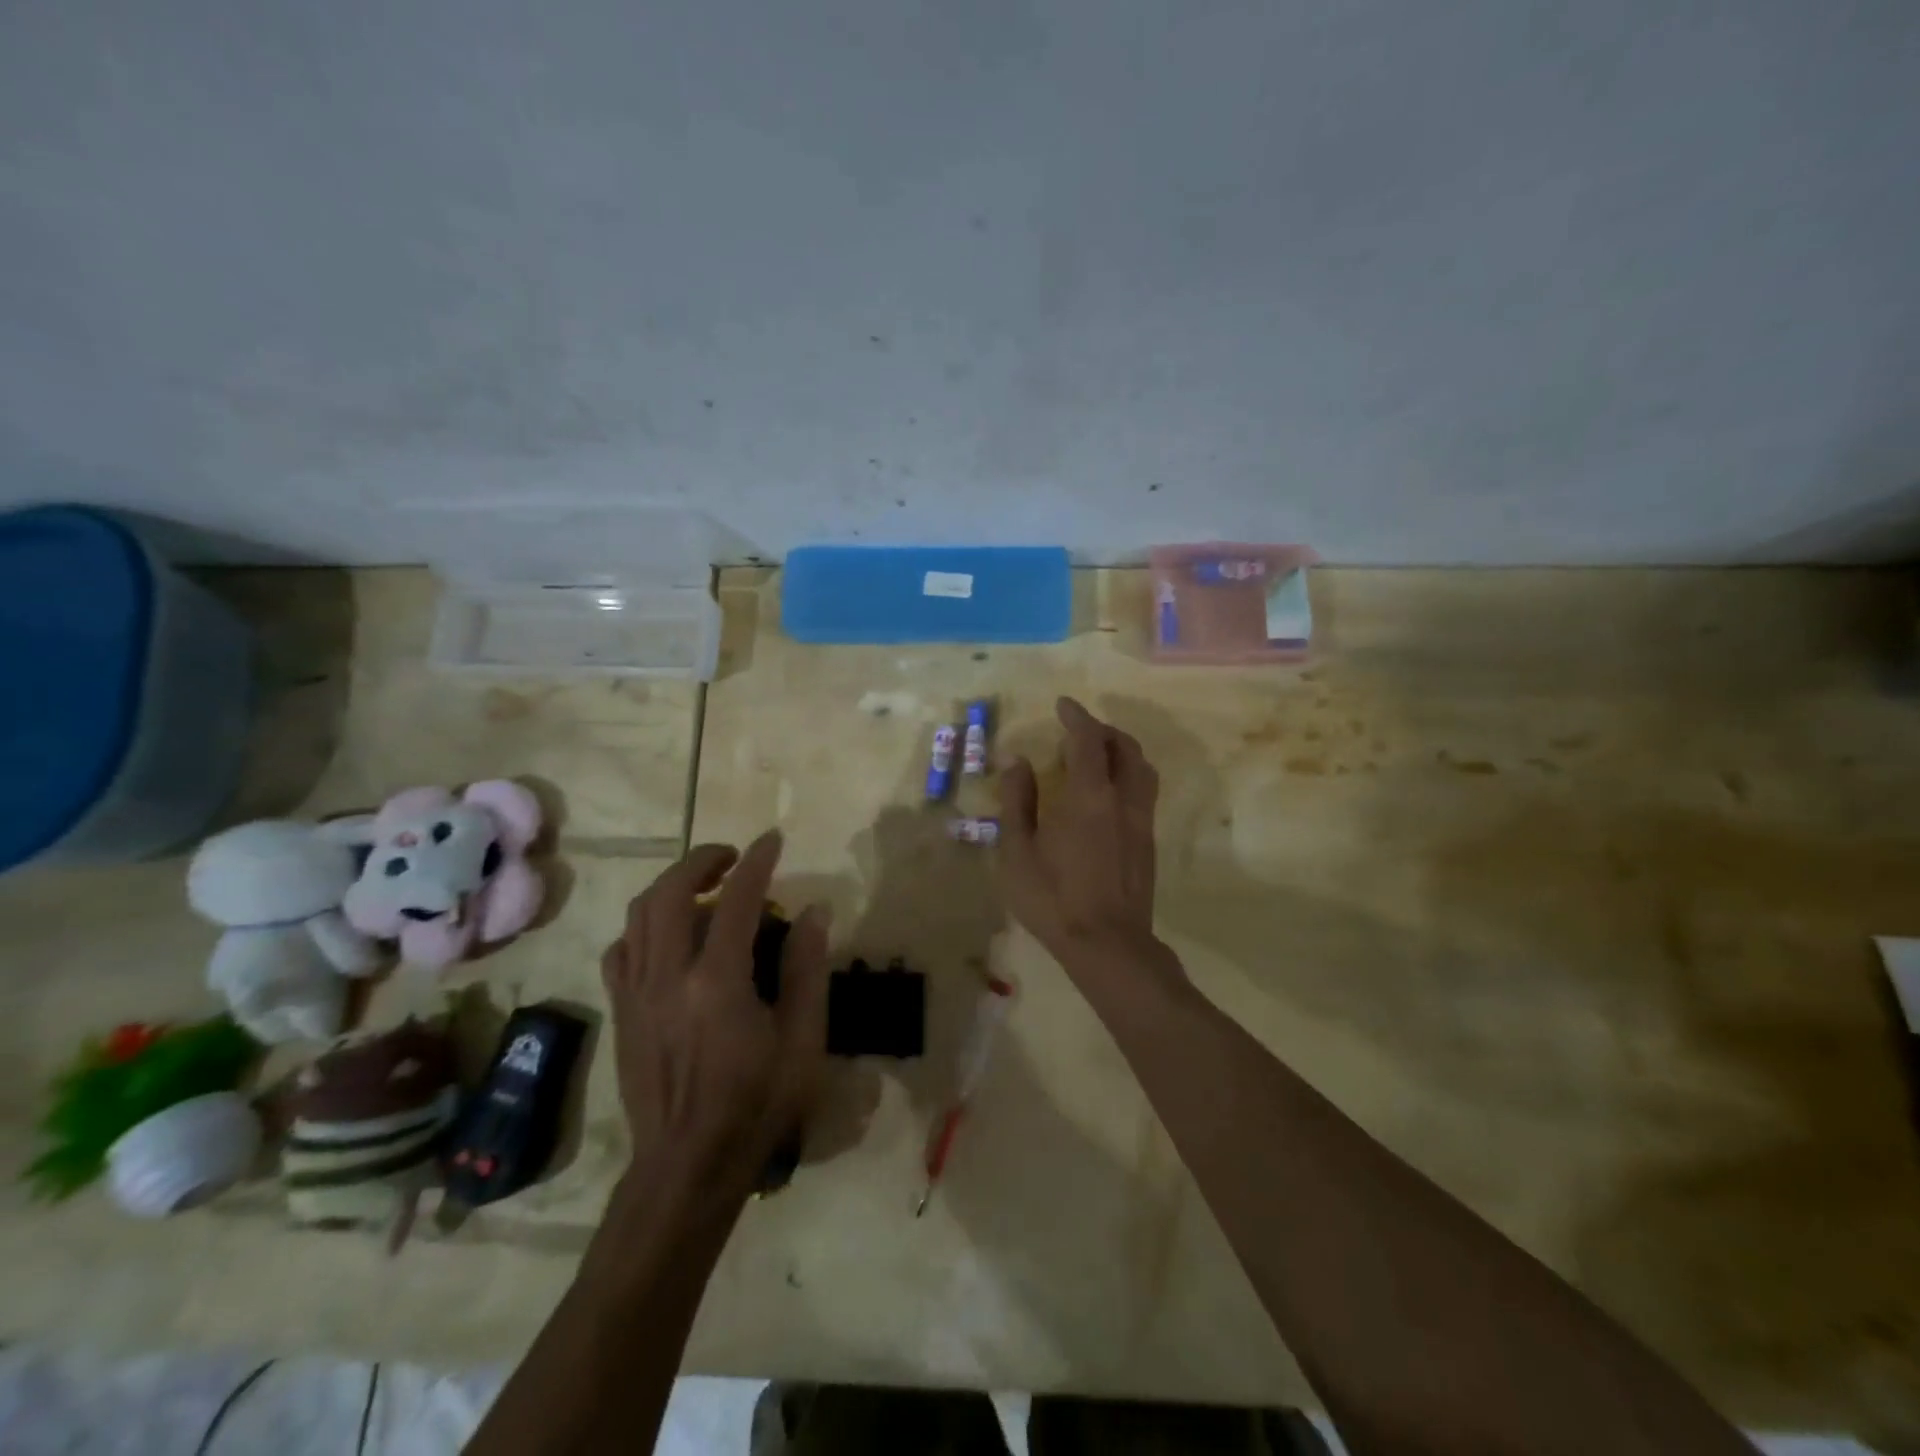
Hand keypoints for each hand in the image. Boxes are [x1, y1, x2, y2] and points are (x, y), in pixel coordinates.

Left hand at [600, 831, 829, 1206]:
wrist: (687, 1166)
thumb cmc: (756, 1105)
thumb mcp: (802, 1041)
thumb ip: (807, 969)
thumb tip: (814, 911)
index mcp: (717, 983)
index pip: (736, 900)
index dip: (756, 862)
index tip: (772, 839)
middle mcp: (668, 977)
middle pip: (671, 892)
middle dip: (702, 859)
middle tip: (732, 856)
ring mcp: (637, 993)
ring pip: (639, 914)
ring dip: (671, 884)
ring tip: (702, 883)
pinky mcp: (621, 1012)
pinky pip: (621, 950)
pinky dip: (643, 926)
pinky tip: (667, 933)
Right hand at [998, 697, 1161, 973]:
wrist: (1108, 945)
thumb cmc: (1053, 898)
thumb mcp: (1018, 851)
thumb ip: (1017, 801)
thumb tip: (1016, 761)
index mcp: (1090, 796)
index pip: (1088, 740)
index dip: (1076, 717)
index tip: (1062, 704)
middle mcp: (1124, 800)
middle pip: (1125, 747)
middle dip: (1103, 729)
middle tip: (1078, 729)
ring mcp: (1142, 821)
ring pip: (1143, 768)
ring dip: (1122, 750)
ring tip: (1098, 754)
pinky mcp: (1149, 842)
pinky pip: (1145, 791)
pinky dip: (1129, 774)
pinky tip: (1109, 793)